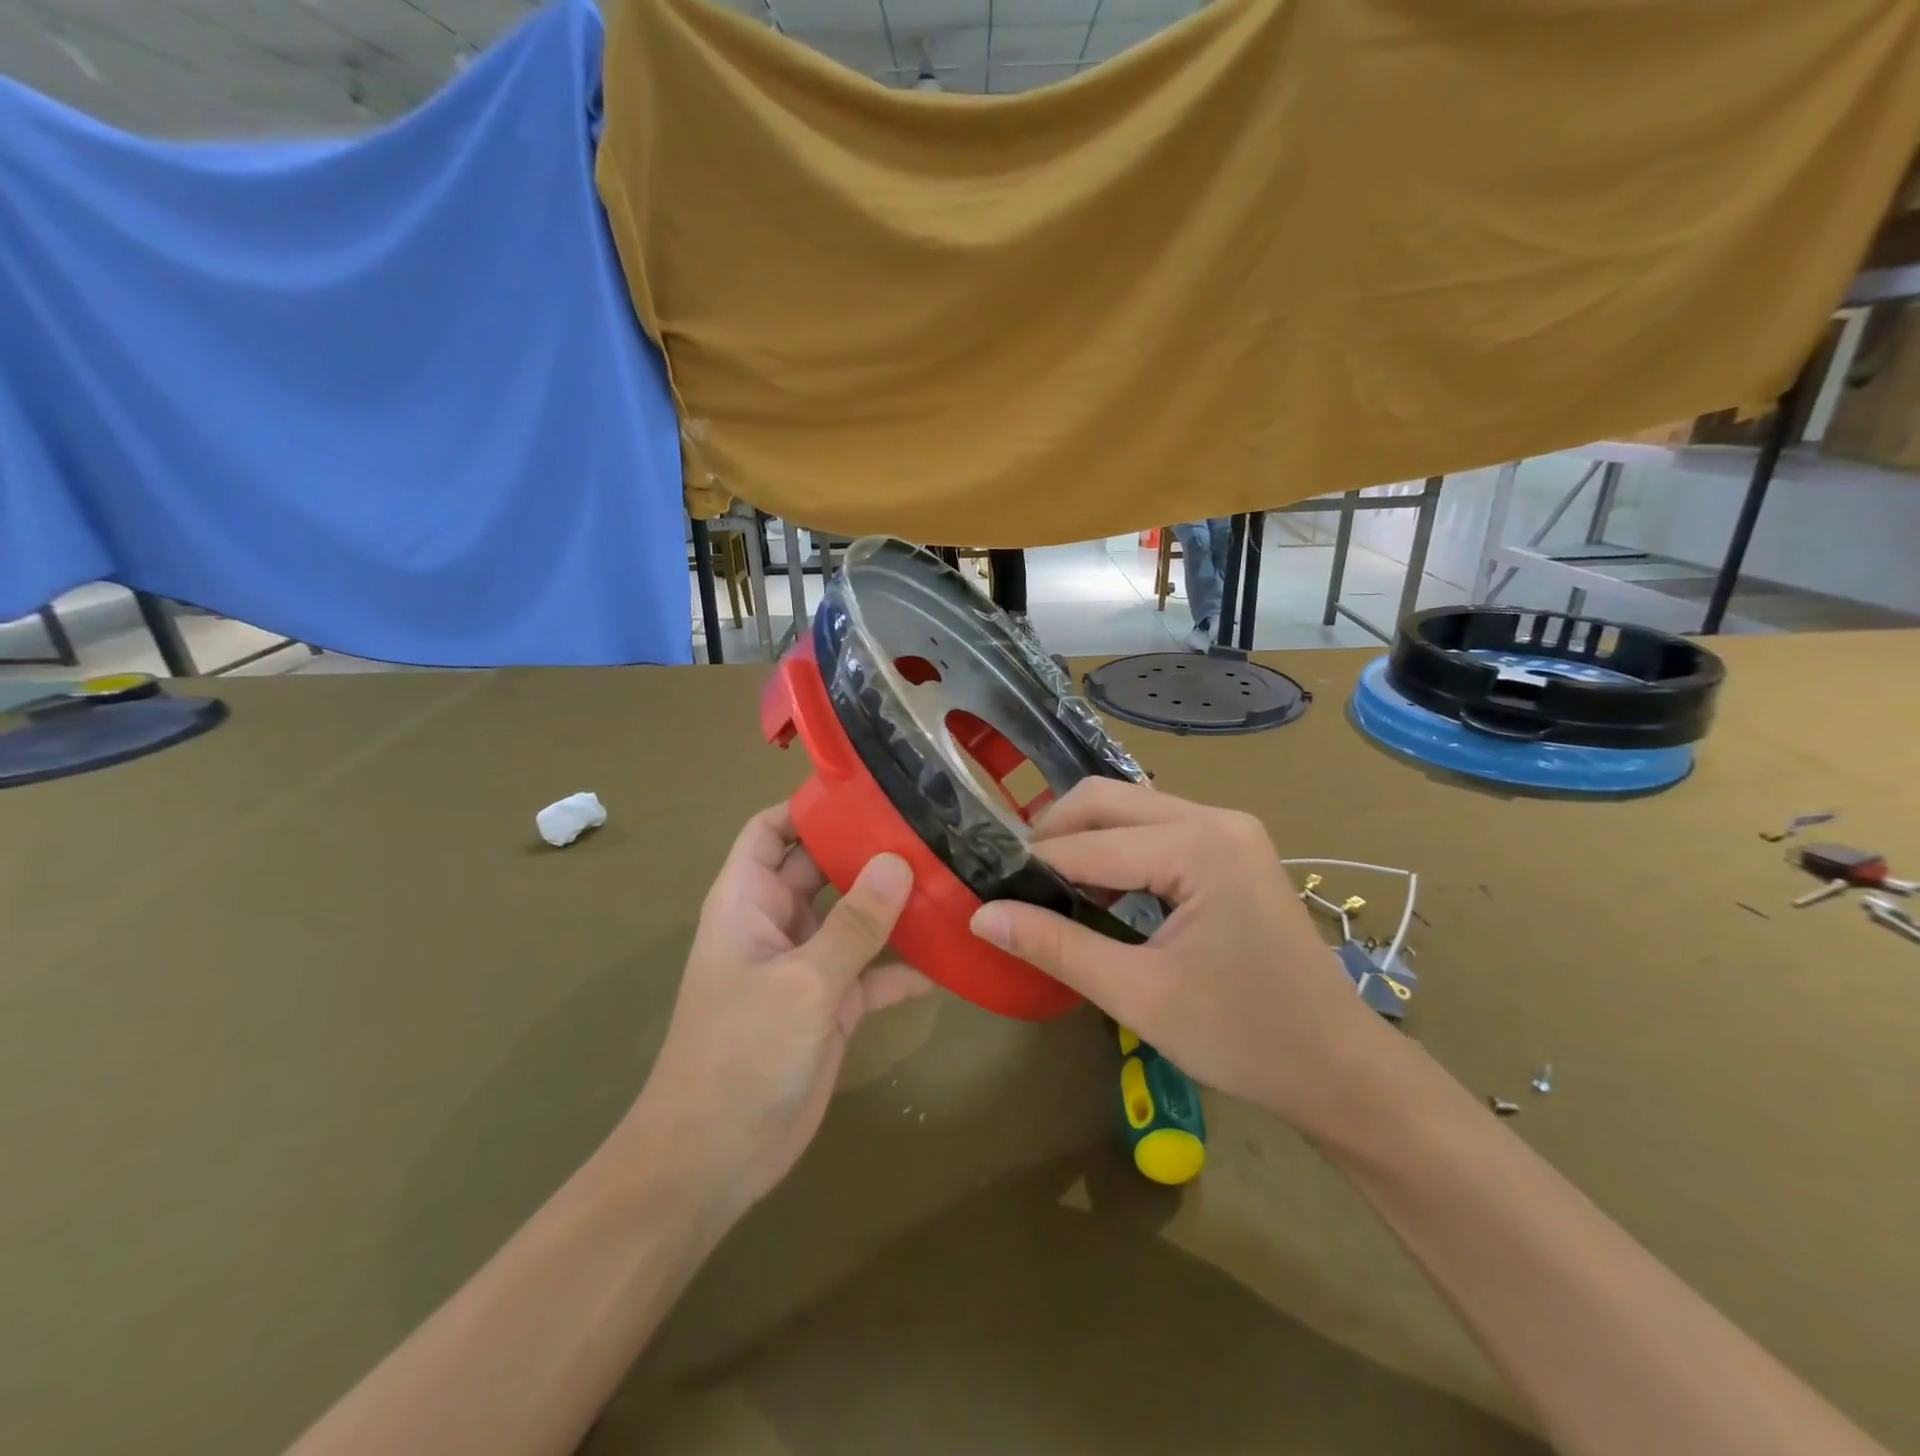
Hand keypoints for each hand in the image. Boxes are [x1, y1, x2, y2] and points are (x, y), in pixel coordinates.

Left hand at [614, 805, 929, 1221]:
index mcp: (748, 900)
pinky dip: (905, 966)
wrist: (715, 1159)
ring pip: (854, 918)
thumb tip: (898, 860)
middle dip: (868, 849)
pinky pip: (873, 971)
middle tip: (930, 828)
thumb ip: (855, 923)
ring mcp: (805, 965)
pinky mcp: (830, 1005)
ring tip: (951, 878)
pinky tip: (951, 957)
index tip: (870, 789)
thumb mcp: (803, 982)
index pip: (772, 830)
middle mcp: (776, 923)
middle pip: (823, 867)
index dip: (810, 806)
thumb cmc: (742, 1054)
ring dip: (894, 905)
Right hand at [968, 780, 1393, 1136]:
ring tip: (1046, 886)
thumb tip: (982, 916)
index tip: (983, 887)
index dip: (1031, 866)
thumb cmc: (1244, 1038)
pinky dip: (1116, 851)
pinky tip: (1098, 890)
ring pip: (1130, 810)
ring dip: (1084, 840)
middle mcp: (1214, 818)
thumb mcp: (1139, 995)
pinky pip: (1156, 830)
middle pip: (1107, 800)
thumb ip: (1056, 946)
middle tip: (1012, 881)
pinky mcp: (1231, 850)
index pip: (1088, 843)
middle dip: (1053, 834)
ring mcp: (1228, 830)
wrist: (1339, 1069)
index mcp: (1198, 845)